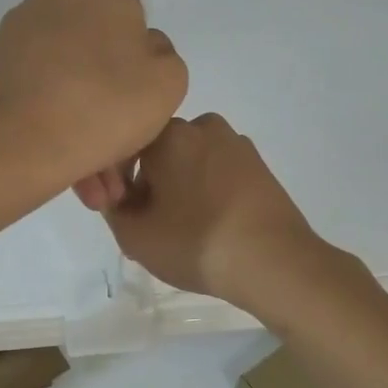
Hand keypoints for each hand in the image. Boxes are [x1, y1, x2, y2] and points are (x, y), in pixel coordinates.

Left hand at [0, 0, 186, 193]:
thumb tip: (140, 51)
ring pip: (68, 76)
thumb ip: (164, 56)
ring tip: (93, 178)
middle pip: (96, 46)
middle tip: (118, 147)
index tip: (140, 94)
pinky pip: (39, 91)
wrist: (15, 144)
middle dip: (110, 94)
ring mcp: (20, 31)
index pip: (132, 10)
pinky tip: (67, 167)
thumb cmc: (104, 106)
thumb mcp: (169, 82)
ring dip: (84, 119)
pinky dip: (54, 122)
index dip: (141, 54)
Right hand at [87, 113, 337, 312]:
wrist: (274, 260)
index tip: (122, 214)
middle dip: (150, 183)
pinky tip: (211, 226)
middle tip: (151, 226)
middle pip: (160, 152)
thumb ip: (113, 210)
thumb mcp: (135, 236)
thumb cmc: (196, 242)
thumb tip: (119, 196)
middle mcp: (204, 126)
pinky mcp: (260, 166)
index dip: (116, 182)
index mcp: (169, 133)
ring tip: (184, 230)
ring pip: (191, 162)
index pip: (125, 147)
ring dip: (180, 187)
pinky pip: (219, 173)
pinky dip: (208, 192)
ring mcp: (238, 144)